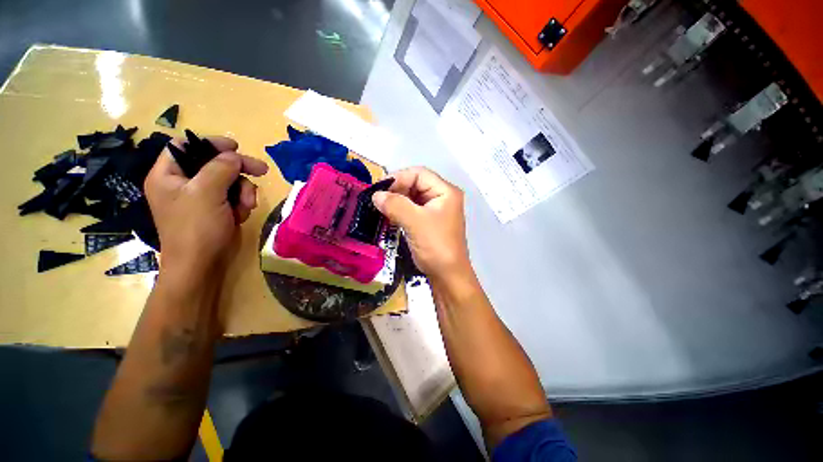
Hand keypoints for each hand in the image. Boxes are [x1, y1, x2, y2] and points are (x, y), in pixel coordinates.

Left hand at [144, 136, 267, 275]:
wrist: (202, 265)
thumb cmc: (197, 228)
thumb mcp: (206, 192)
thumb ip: (221, 167)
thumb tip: (234, 156)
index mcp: (168, 175)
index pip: (185, 146)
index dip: (209, 143)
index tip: (234, 146)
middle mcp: (183, 184)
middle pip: (214, 164)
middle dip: (237, 170)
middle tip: (261, 171)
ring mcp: (201, 198)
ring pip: (229, 182)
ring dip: (243, 192)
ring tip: (246, 206)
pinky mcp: (217, 210)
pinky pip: (234, 197)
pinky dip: (242, 204)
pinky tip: (240, 215)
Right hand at [372, 167, 469, 279]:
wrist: (448, 275)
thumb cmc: (435, 246)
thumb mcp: (415, 222)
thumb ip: (395, 205)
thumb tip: (376, 195)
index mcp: (445, 191)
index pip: (419, 174)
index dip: (398, 178)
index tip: (379, 189)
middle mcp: (443, 197)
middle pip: (416, 184)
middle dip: (396, 190)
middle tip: (378, 199)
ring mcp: (436, 210)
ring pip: (412, 197)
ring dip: (397, 201)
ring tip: (381, 207)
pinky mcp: (430, 221)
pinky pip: (413, 209)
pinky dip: (400, 210)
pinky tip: (389, 215)